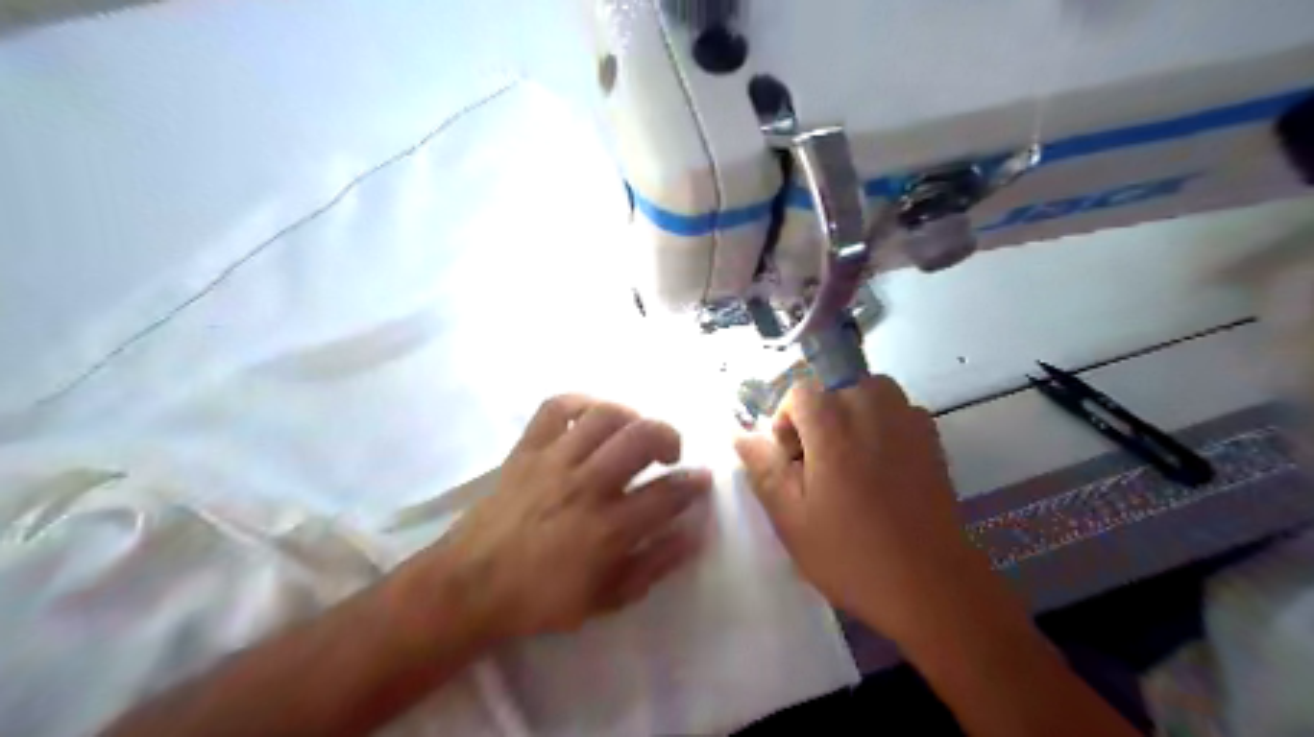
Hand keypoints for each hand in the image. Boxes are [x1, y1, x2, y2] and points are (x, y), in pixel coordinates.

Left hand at [403, 394, 709, 641]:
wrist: (468, 586)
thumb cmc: (540, 599)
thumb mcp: (606, 598)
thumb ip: (654, 565)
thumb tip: (694, 534)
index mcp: (607, 528)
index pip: (666, 494)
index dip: (693, 483)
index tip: (702, 479)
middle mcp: (585, 485)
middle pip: (641, 437)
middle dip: (669, 436)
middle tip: (671, 453)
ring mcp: (553, 461)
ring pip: (605, 415)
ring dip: (632, 417)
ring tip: (635, 433)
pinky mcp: (526, 449)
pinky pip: (556, 407)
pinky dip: (582, 402)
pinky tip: (593, 417)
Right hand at [734, 376, 989, 640]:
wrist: (931, 585)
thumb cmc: (851, 553)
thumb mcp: (790, 517)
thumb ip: (762, 467)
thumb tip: (739, 434)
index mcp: (833, 422)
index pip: (799, 392)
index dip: (787, 425)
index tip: (793, 465)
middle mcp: (873, 406)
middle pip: (833, 391)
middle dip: (819, 422)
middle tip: (821, 472)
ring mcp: (908, 418)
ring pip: (866, 397)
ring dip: (851, 421)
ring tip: (851, 469)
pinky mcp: (932, 436)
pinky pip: (895, 414)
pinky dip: (880, 429)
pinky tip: (883, 474)